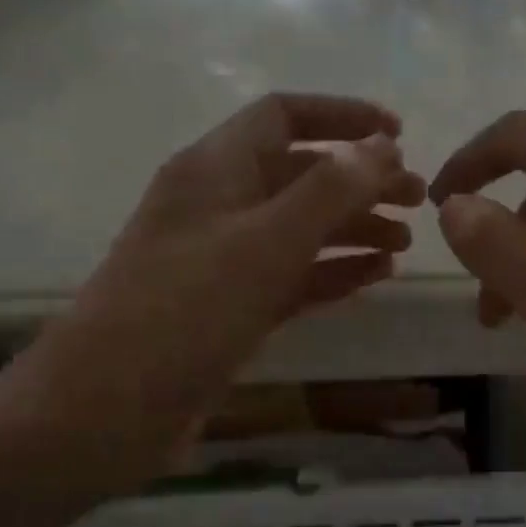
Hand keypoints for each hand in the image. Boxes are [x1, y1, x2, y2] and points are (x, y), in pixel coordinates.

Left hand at [0, 93, 424, 492]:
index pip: (284, 116)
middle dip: (361, 179)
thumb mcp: (264, 242)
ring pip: (301, 226)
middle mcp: (220, 204)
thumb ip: (328, 190)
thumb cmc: (184, 311)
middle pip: (301, 173)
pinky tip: (377, 276)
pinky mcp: (232, 305)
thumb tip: (381, 145)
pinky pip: (294, 274)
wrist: (105, 411)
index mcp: (215, 168)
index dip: (343, 115)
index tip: (399, 134)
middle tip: (419, 198)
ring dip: (354, 226)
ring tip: (406, 241)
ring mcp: (224, 258)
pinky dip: (334, 270)